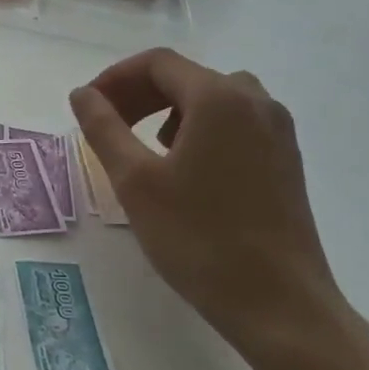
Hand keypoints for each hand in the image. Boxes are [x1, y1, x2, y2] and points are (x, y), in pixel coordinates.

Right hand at [69, 48, 344, 356]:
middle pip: (185, 76)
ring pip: (212, 98)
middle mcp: (255, 101)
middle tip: (107, 124)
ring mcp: (277, 131)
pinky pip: (235, 122)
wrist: (279, 305)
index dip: (116, 78)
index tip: (89, 106)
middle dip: (139, 93)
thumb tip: (82, 94)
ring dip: (169, 110)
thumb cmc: (199, 238)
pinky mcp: (286, 160)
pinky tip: (184, 167)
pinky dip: (200, 128)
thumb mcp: (135, 181)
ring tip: (142, 145)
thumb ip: (103, 128)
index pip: (157, 63)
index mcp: (219, 98)